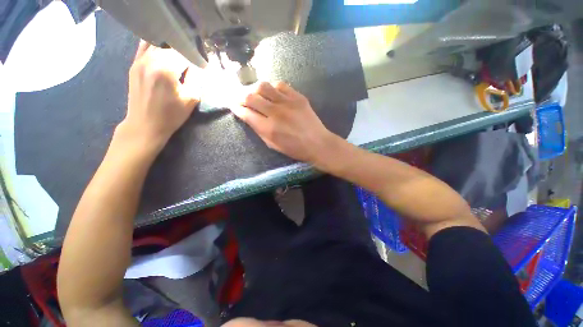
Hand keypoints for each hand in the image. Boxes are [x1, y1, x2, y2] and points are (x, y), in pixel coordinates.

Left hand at [117, 41, 198, 151]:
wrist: (145, 124)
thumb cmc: (171, 115)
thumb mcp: (191, 99)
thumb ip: (195, 79)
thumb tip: (196, 67)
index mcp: (166, 69)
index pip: (184, 54)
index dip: (195, 58)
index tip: (202, 66)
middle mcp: (150, 59)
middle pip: (171, 46)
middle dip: (184, 51)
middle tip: (192, 61)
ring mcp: (139, 60)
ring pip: (158, 43)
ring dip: (170, 47)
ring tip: (179, 56)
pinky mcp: (134, 64)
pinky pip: (144, 46)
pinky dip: (156, 45)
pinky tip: (163, 51)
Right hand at [231, 81, 337, 163]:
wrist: (318, 143)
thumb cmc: (295, 149)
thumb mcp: (273, 145)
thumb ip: (259, 130)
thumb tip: (248, 116)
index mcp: (268, 128)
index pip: (245, 112)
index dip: (236, 108)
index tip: (234, 106)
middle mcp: (275, 112)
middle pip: (251, 96)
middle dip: (241, 97)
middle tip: (241, 99)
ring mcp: (288, 102)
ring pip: (263, 86)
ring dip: (255, 89)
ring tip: (256, 94)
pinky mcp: (298, 97)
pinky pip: (280, 85)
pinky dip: (273, 88)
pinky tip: (273, 94)